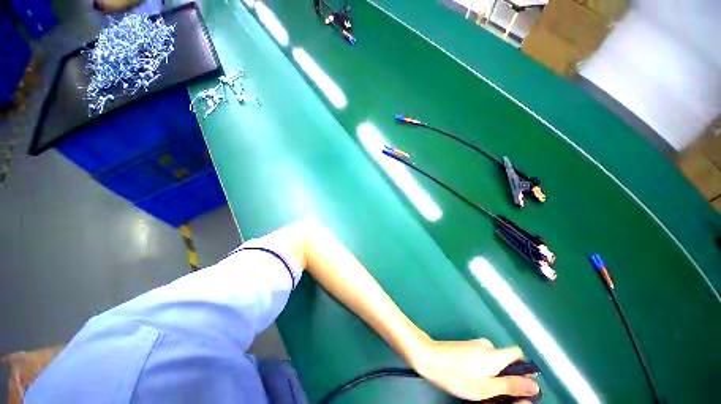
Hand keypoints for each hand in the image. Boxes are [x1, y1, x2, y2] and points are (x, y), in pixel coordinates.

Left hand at [411, 338, 539, 401]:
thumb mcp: (487, 387)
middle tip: (497, 392)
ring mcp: (474, 344)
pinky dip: (481, 369)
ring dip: (492, 374)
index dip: (523, 369)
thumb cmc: (458, 375)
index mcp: (495, 354)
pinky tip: (471, 379)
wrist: (429, 357)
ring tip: (481, 388)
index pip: (518, 354)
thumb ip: (511, 386)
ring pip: (491, 360)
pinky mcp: (464, 346)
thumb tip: (534, 385)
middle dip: (505, 376)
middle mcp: (486, 345)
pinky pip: (480, 358)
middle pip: (505, 359)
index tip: (520, 385)